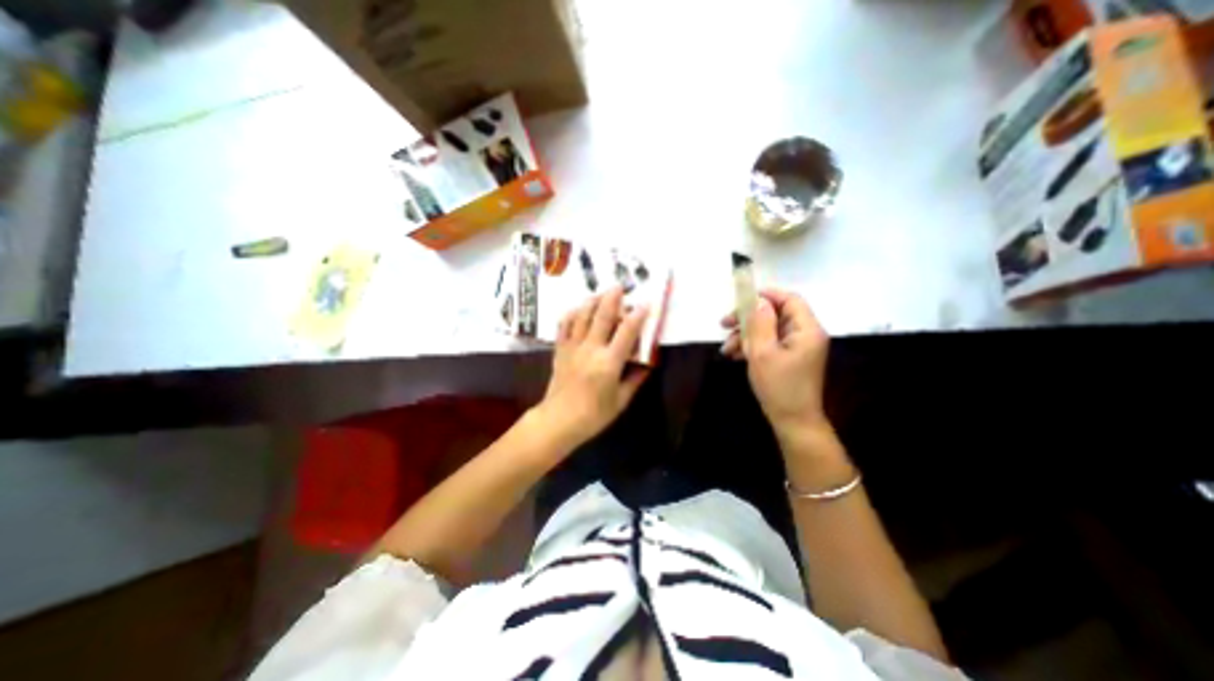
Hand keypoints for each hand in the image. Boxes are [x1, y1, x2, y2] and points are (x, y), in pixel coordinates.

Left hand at [535, 285, 649, 450]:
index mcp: (609, 362)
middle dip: (612, 297)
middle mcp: (591, 349)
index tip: (646, 303)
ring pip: (582, 316)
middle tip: (620, 284)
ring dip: (592, 301)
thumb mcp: (621, 400)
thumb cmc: (594, 415)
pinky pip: (564, 326)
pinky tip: (577, 308)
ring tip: (600, 292)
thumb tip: (647, 364)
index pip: (627, 332)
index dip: (638, 315)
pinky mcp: (560, 350)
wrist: (559, 420)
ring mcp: (573, 347)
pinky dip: (571, 314)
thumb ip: (635, 379)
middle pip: (602, 316)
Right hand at [724, 291, 829, 443]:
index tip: (741, 299)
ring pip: (768, 330)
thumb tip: (758, 301)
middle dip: (748, 318)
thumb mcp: (763, 353)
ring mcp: (797, 347)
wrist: (792, 422)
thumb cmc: (779, 387)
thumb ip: (760, 324)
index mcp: (806, 330)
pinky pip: (769, 343)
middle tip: (724, 324)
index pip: (790, 299)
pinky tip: (735, 355)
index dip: (766, 295)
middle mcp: (805, 334)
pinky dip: (752, 347)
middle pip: (775, 314)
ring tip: (726, 349)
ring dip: (746, 335)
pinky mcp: (789, 358)